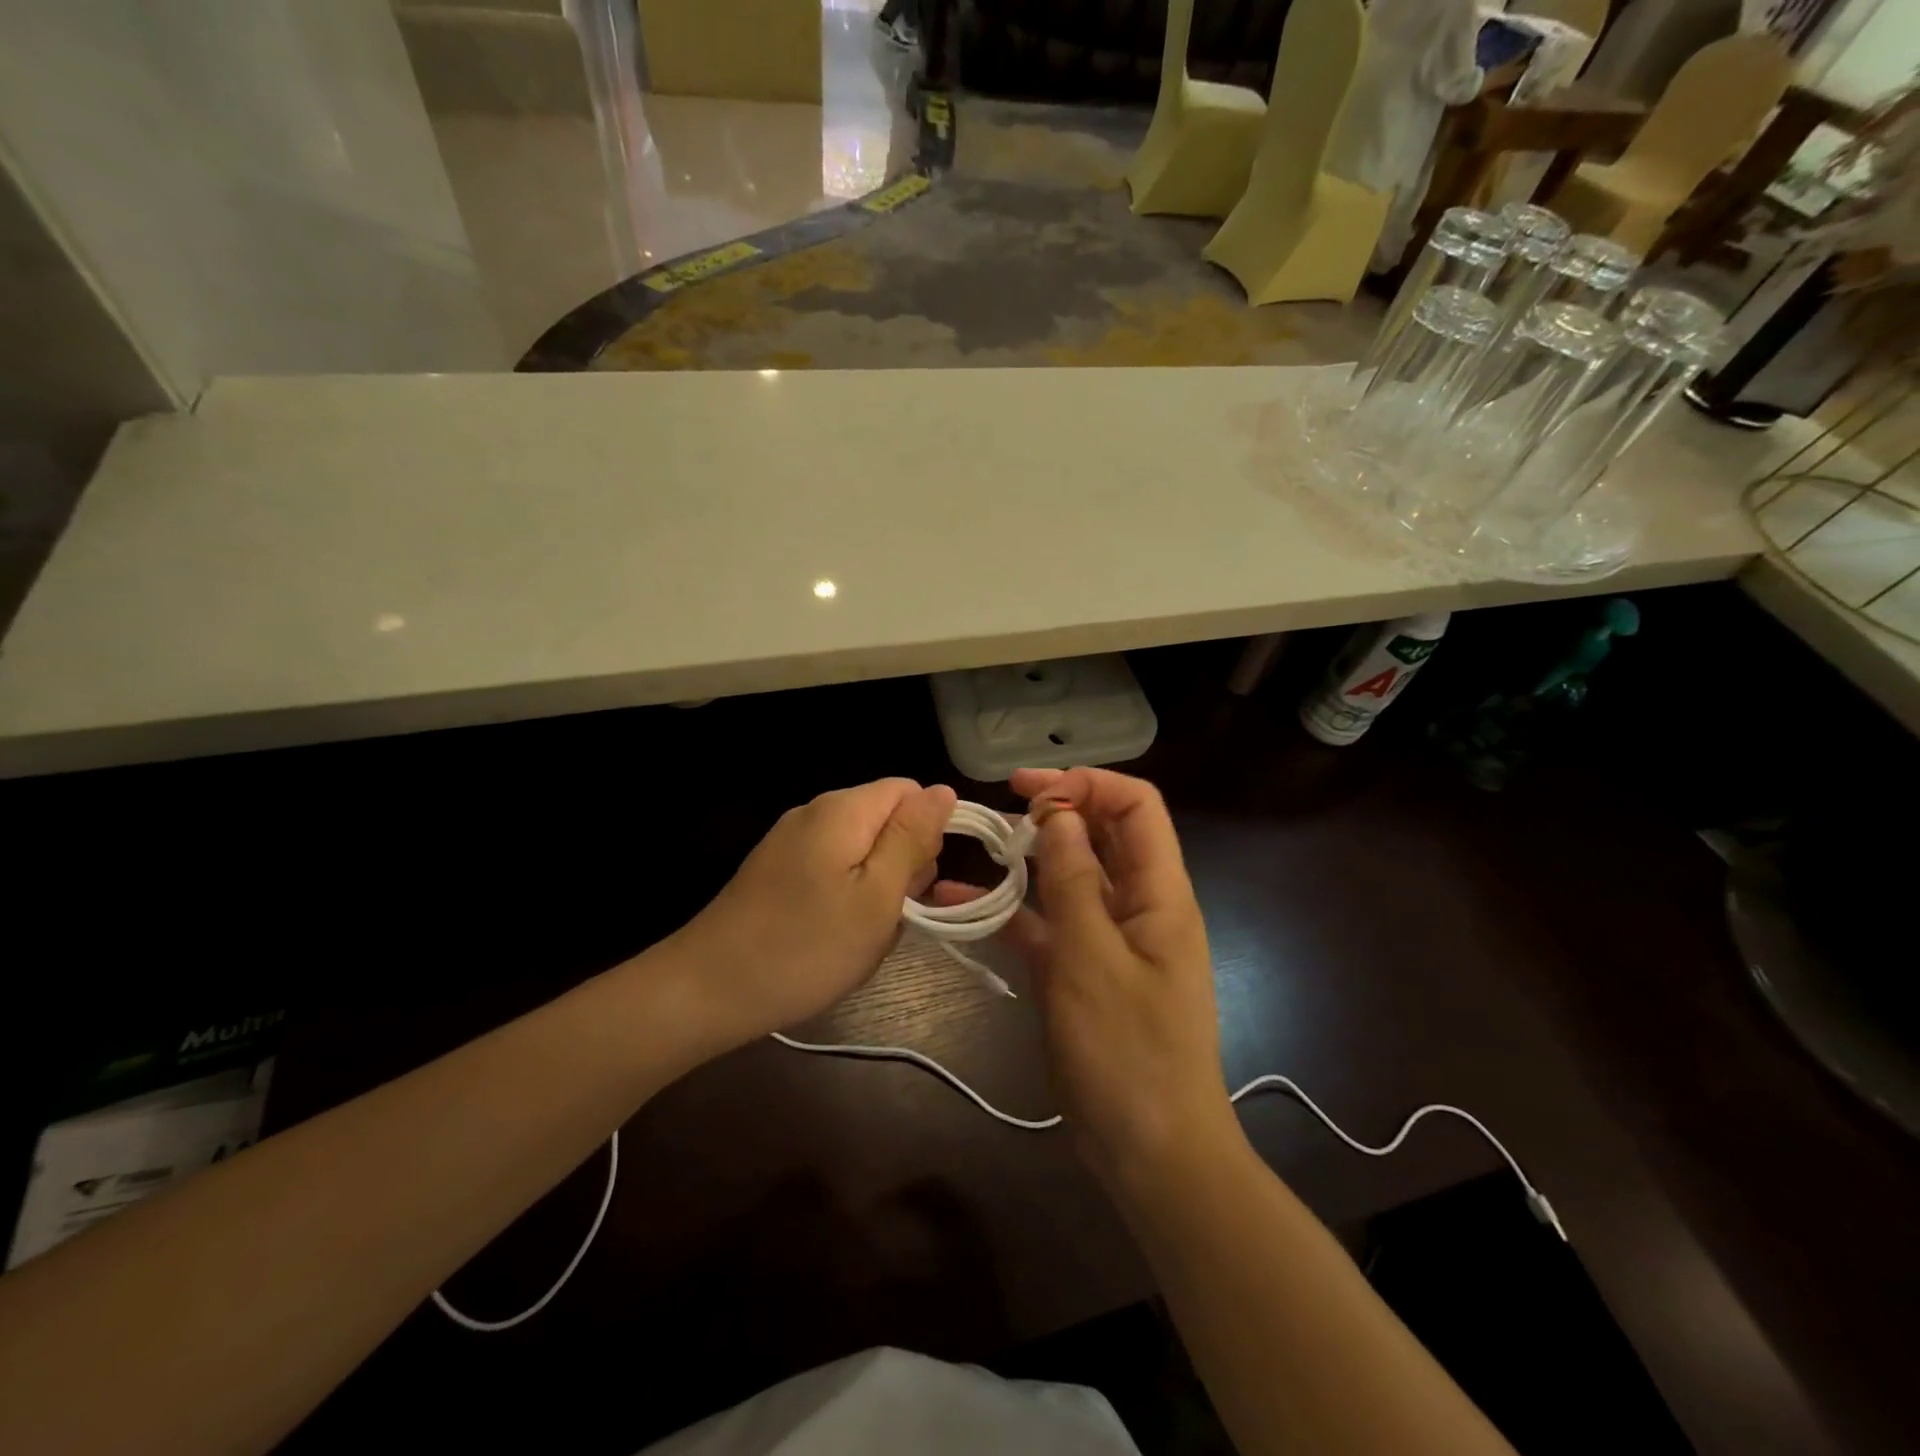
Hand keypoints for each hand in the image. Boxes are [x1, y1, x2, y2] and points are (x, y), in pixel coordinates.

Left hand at [666, 778, 955, 1050]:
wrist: (706, 991)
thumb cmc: (805, 948)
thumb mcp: (877, 896)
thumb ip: (912, 838)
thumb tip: (942, 790)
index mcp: (843, 810)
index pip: (909, 792)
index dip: (926, 834)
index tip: (915, 884)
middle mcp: (814, 813)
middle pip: (884, 820)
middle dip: (901, 866)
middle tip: (886, 917)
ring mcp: (790, 842)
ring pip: (860, 851)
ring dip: (874, 890)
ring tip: (859, 936)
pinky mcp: (775, 871)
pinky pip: (831, 871)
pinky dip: (844, 900)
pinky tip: (832, 938)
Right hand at [933, 768, 1238, 1187]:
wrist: (1150, 1153)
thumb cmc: (1128, 1052)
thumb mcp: (1092, 958)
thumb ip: (1074, 880)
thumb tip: (1059, 812)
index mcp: (1160, 892)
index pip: (1136, 806)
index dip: (1087, 785)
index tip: (1030, 792)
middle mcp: (1138, 905)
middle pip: (1103, 834)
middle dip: (1056, 811)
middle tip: (1001, 806)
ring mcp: (1108, 939)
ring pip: (1070, 877)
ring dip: (1029, 858)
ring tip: (979, 845)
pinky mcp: (1081, 971)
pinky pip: (1046, 925)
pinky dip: (1011, 911)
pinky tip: (958, 903)